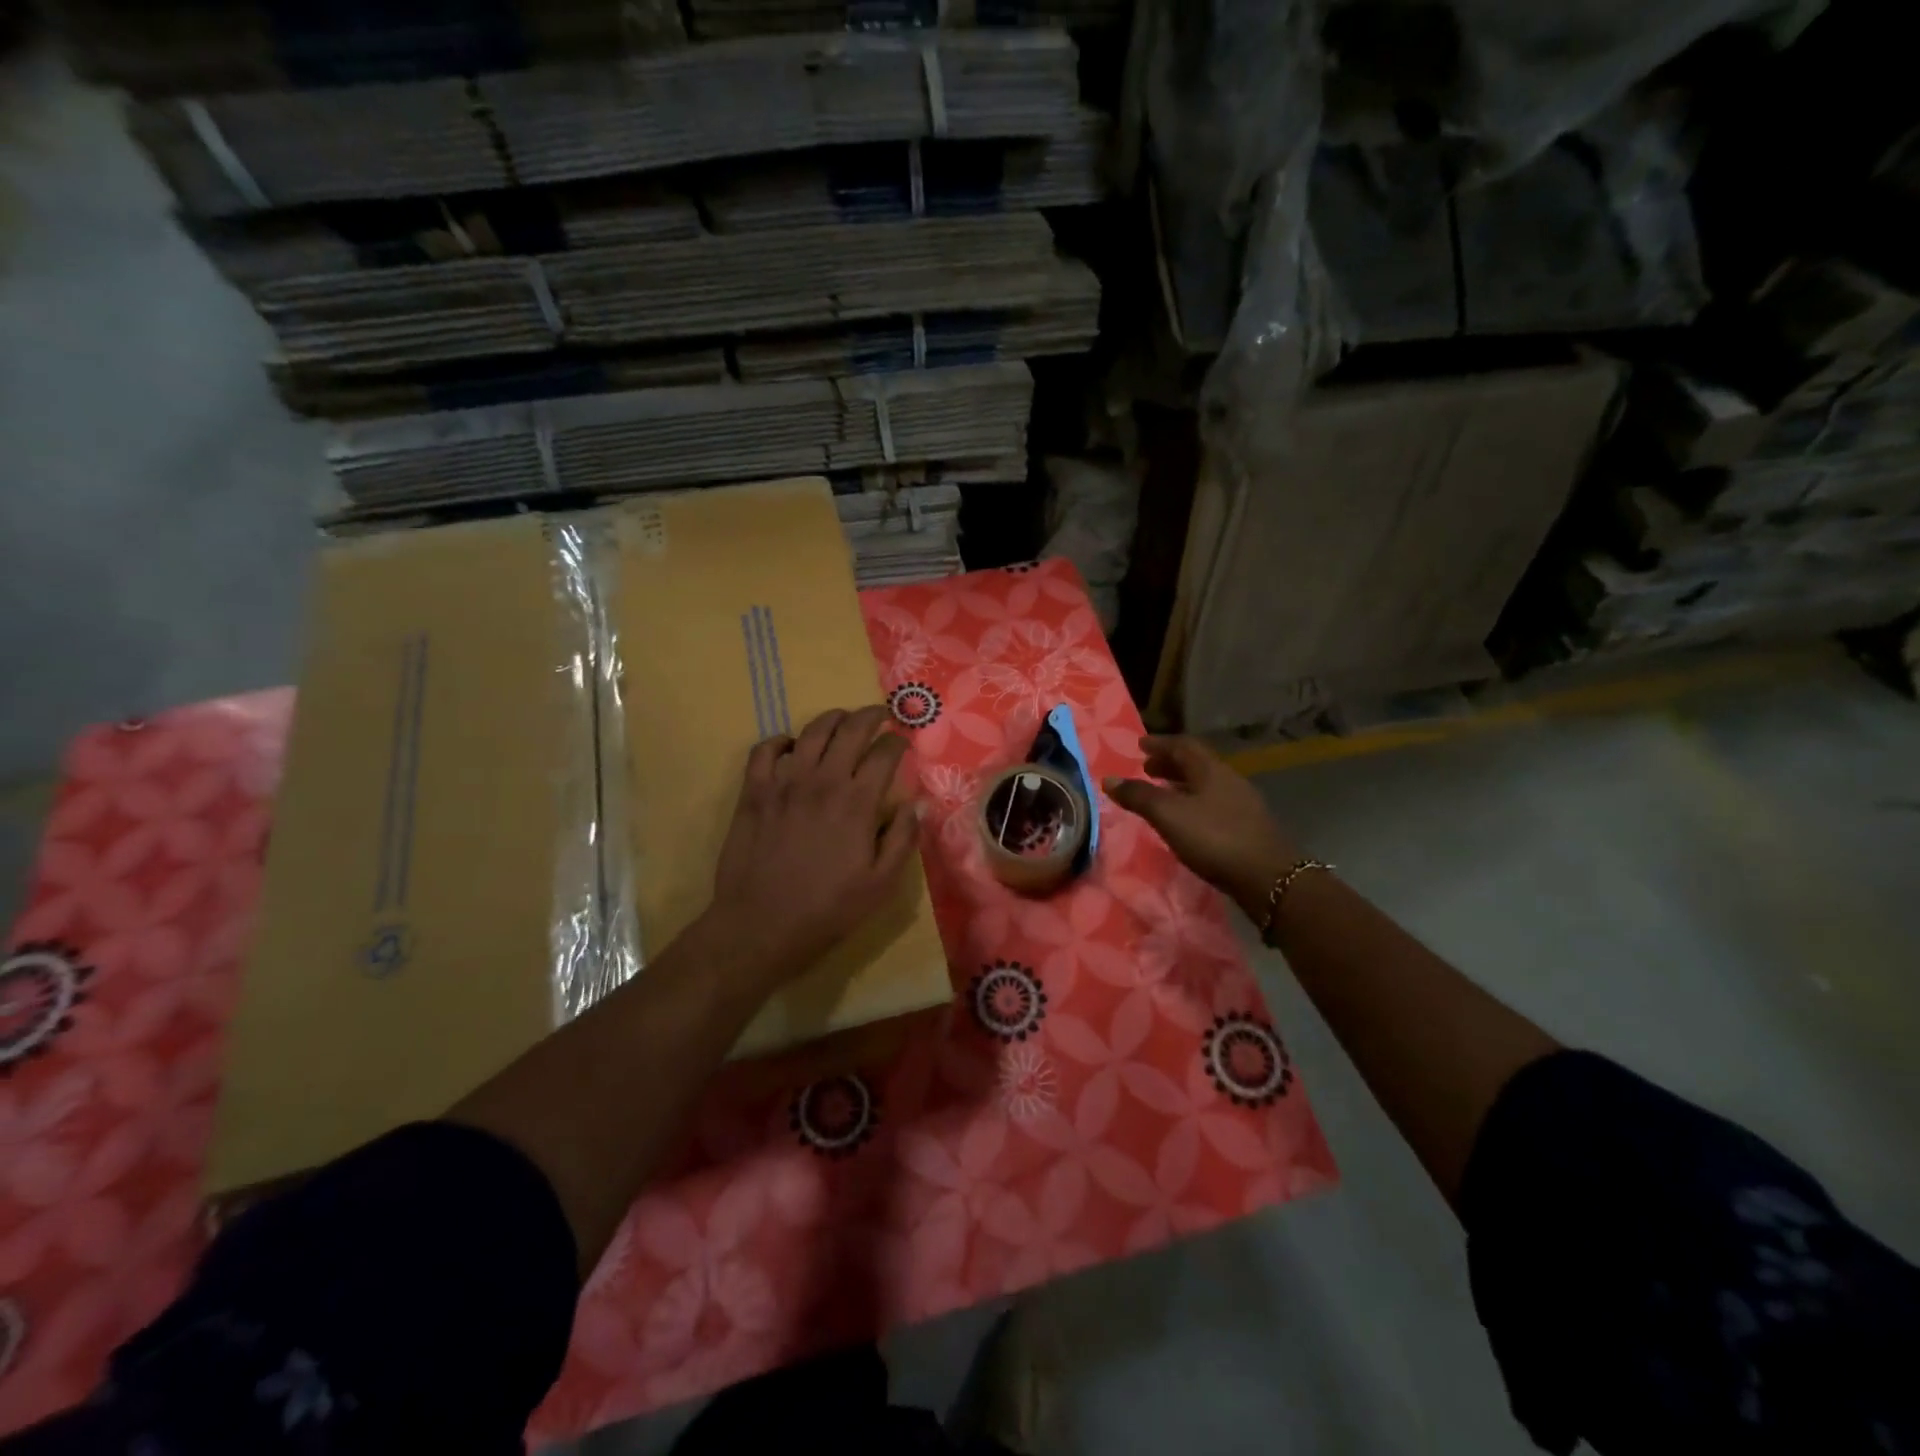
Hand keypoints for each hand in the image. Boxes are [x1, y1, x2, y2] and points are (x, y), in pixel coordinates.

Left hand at [703, 705, 919, 993]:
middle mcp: (822, 780)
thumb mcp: (882, 884)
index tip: (903, 743)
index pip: (884, 753)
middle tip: (880, 716)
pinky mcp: (754, 791)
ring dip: (832, 719)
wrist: (761, 926)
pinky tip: (791, 747)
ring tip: (842, 721)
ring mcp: (784, 782)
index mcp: (857, 802)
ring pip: (811, 731)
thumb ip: (903, 838)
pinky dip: (781, 740)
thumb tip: (917, 803)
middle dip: (871, 716)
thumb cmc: (828, 909)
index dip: (898, 742)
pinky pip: (765, 749)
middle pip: (850, 729)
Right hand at [1105, 735, 1302, 917]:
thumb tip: (1109, 779)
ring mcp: (1242, 804)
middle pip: (1196, 764)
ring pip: (1206, 785)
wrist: (1268, 877)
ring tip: (1162, 794)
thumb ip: (1138, 796)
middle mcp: (1229, 779)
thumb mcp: (1168, 815)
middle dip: (1169, 764)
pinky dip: (1194, 803)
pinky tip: (1186, 821)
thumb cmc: (1214, 838)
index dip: (1160, 744)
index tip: (1140, 745)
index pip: (1183, 745)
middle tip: (1146, 769)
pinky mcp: (1248, 827)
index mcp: (1211, 769)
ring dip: (1182, 785)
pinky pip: (1214, 804)